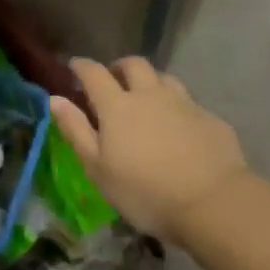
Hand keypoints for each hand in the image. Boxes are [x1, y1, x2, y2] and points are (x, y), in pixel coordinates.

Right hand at [50, 57, 248, 243]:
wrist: (214, 204)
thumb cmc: (145, 192)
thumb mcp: (98, 169)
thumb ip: (76, 131)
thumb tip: (54, 99)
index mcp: (117, 105)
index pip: (94, 73)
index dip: (81, 66)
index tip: (74, 66)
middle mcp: (150, 95)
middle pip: (134, 65)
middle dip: (119, 67)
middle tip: (113, 80)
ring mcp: (184, 104)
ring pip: (164, 78)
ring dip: (151, 82)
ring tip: (147, 99)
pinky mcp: (210, 119)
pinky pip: (189, 103)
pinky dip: (177, 107)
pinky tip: (179, 127)